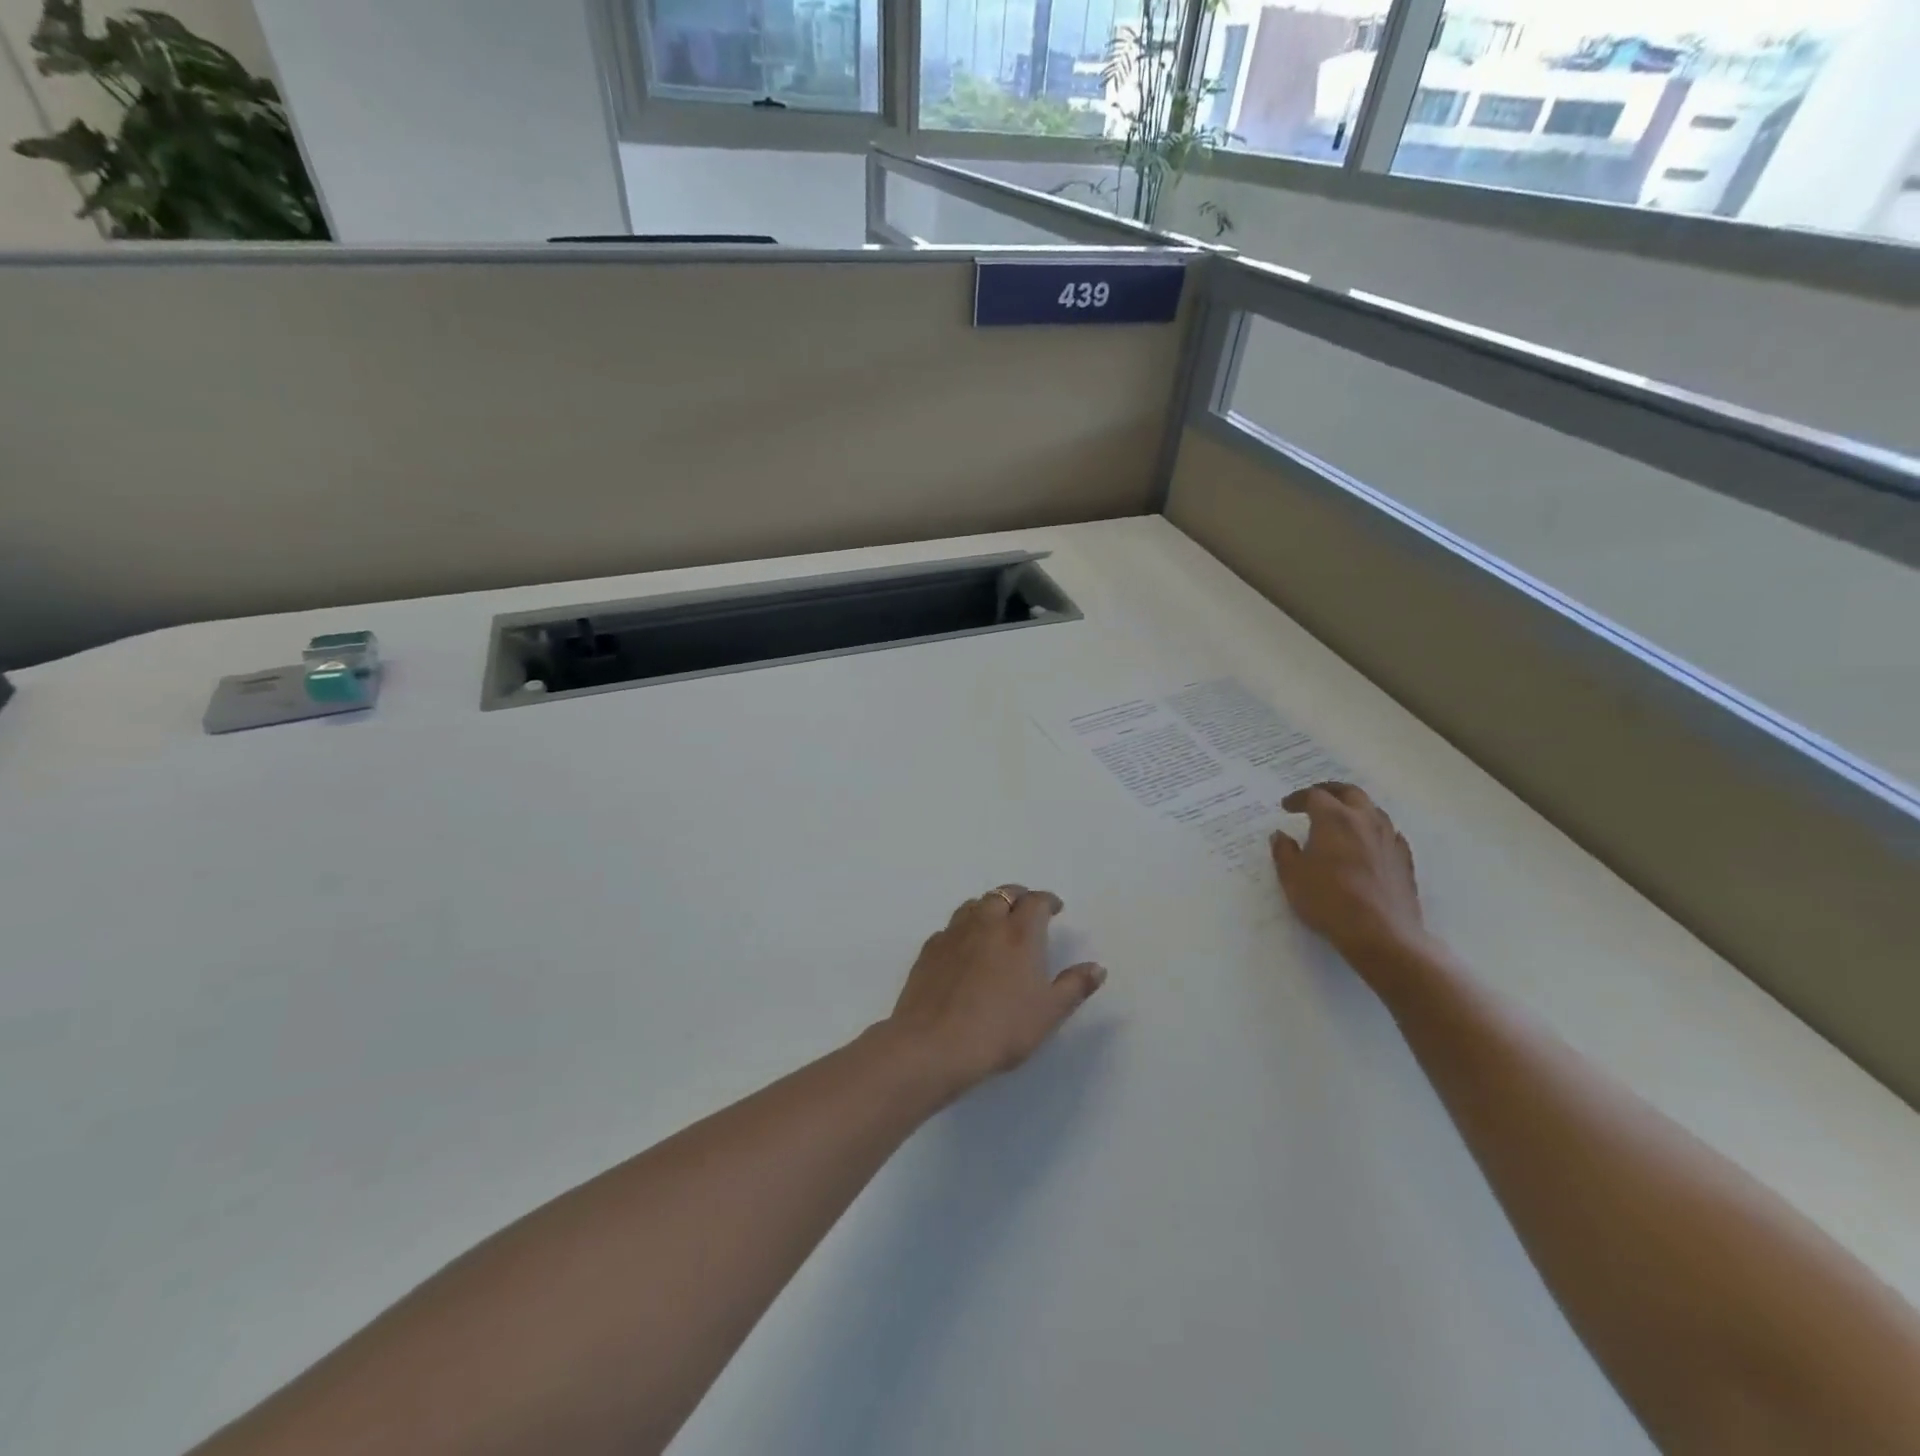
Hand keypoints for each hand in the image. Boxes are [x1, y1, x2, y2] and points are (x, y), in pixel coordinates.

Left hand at [886, 885, 1105, 1099]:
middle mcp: (986, 923)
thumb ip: (1074, 986)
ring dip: (988, 907)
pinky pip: (950, 927)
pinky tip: (964, 948)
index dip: (1048, 901)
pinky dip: (963, 929)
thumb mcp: (1049, 1013)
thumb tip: (1096, 967)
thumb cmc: (1001, 1028)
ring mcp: (953, 934)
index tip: (1055, 909)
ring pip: (973, 905)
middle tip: (1026, 911)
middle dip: (1018, 897)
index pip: (1036, 901)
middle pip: (1003, 894)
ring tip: (996, 923)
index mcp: (1020, 933)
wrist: (935, 1043)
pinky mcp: (929, 950)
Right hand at [1270, 783, 1425, 965]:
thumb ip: (1284, 851)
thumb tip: (1281, 835)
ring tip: (1341, 819)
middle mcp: (1365, 820)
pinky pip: (1388, 832)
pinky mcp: (1404, 858)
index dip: (1298, 798)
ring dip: (1354, 808)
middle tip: (1315, 799)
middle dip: (1330, 791)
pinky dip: (1373, 830)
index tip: (1286, 807)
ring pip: (1373, 810)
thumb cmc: (1329, 900)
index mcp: (1334, 819)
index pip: (1315, 796)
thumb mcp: (1292, 876)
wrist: (1382, 933)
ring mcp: (1389, 838)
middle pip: (1349, 792)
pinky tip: (1367, 843)